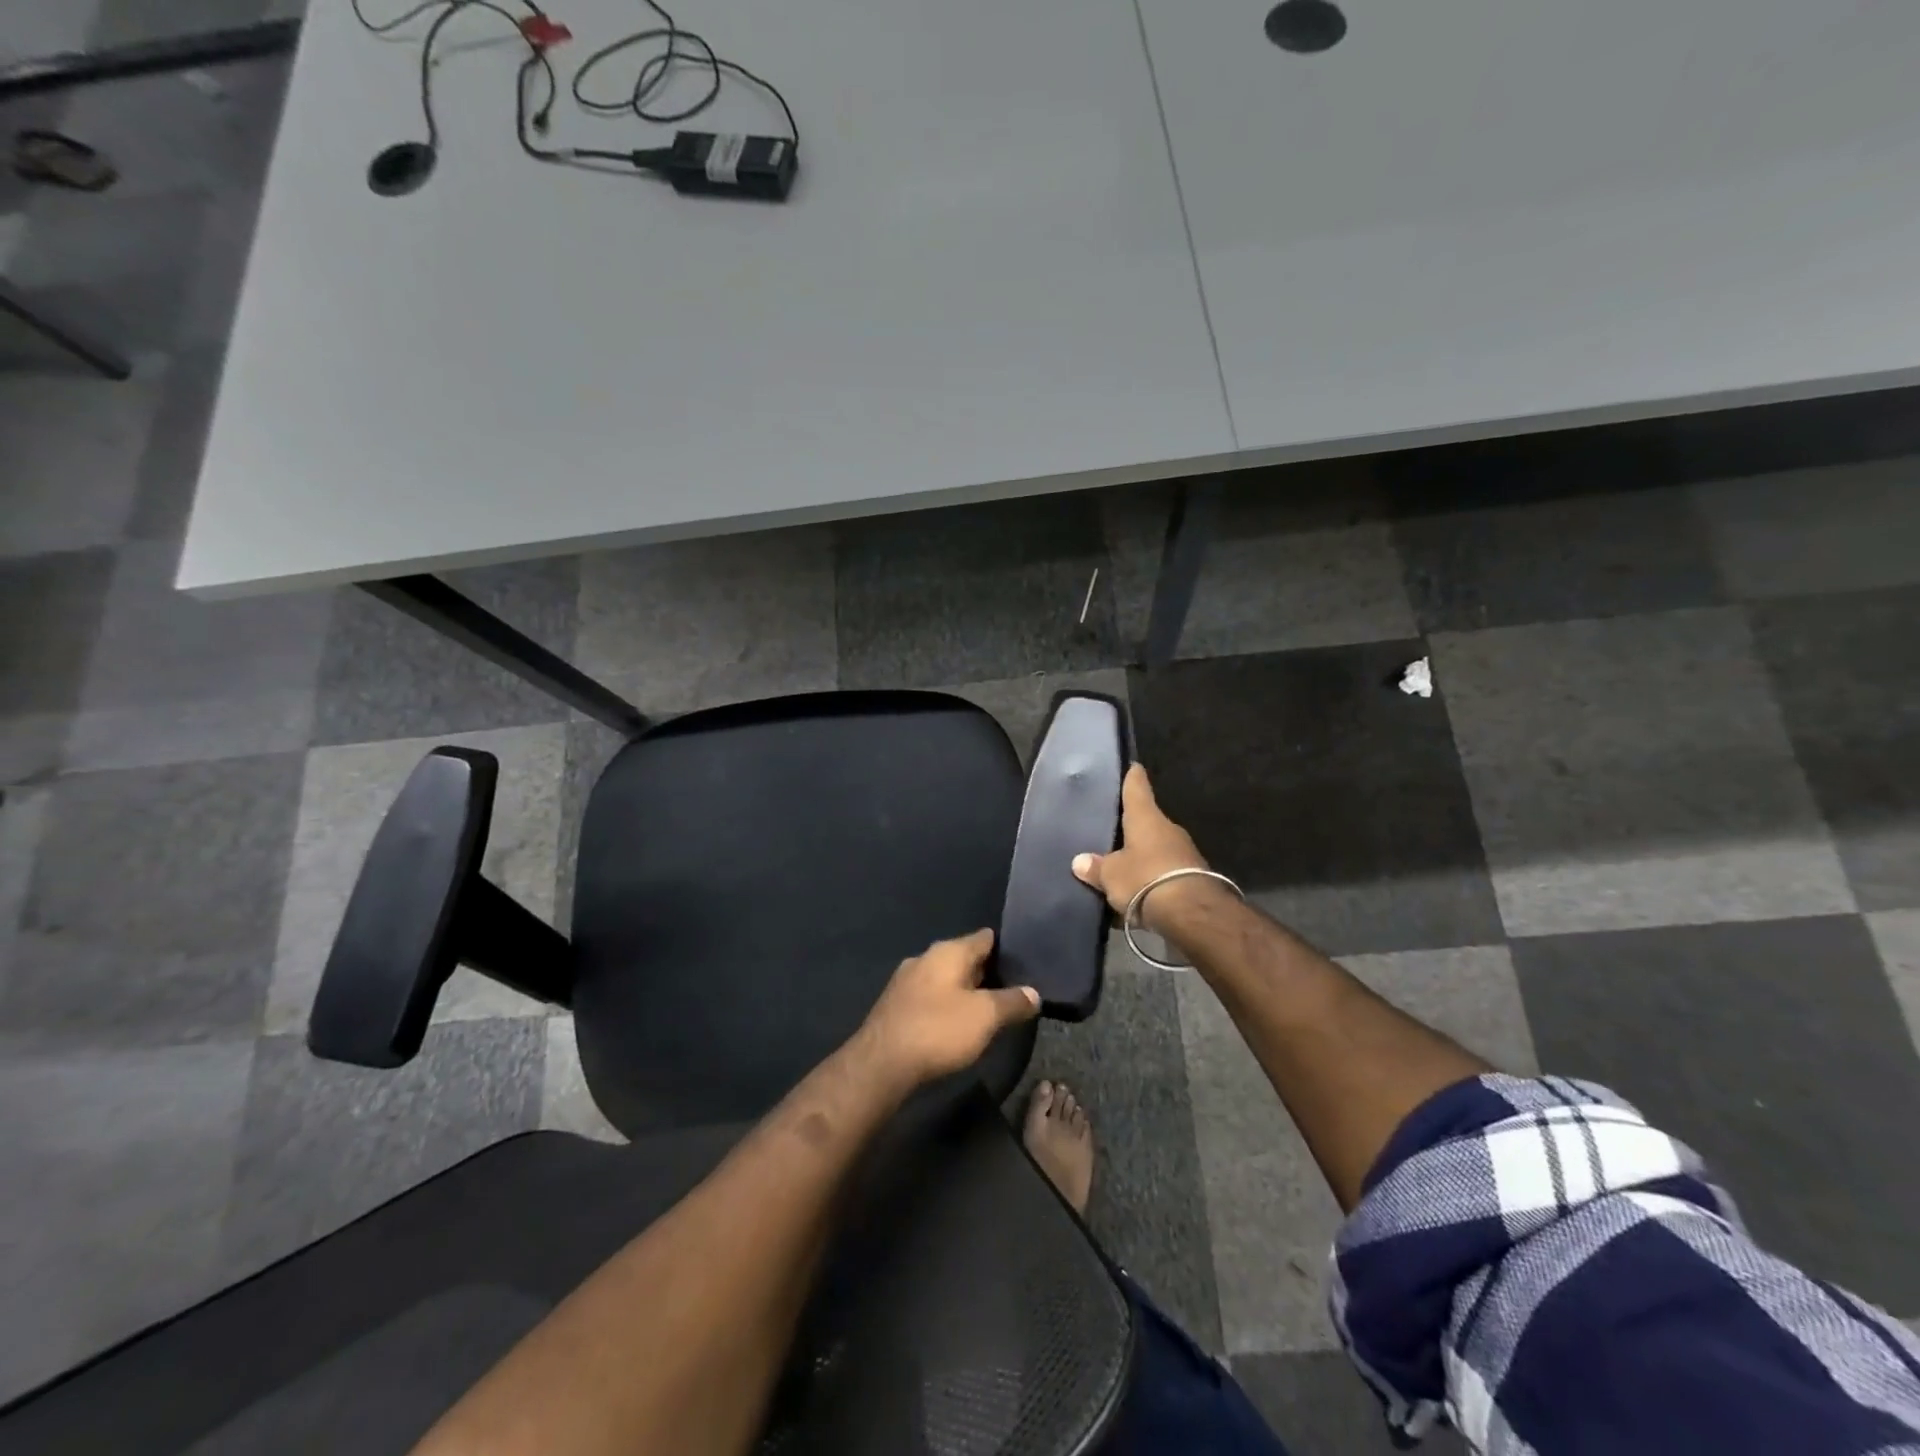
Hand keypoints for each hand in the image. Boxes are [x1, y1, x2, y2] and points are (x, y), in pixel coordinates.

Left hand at [852, 930, 1040, 1096]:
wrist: (881, 1063)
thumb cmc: (938, 1029)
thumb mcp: (985, 1017)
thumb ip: (1012, 1002)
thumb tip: (1034, 993)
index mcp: (948, 951)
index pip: (984, 938)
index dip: (1005, 948)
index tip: (1024, 960)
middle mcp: (925, 958)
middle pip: (964, 957)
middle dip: (986, 971)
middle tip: (1012, 987)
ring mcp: (906, 981)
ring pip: (945, 978)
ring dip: (964, 990)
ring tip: (988, 1007)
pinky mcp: (895, 1005)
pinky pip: (930, 996)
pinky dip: (946, 1004)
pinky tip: (955, 1023)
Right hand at [1071, 764, 1213, 931]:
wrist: (1192, 914)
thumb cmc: (1145, 879)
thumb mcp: (1111, 875)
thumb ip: (1096, 867)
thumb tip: (1079, 861)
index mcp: (1146, 818)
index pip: (1137, 788)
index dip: (1132, 777)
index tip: (1132, 766)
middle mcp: (1168, 829)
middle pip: (1147, 821)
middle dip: (1131, 827)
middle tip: (1111, 829)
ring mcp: (1184, 853)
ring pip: (1156, 848)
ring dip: (1142, 856)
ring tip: (1120, 866)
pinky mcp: (1193, 878)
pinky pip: (1165, 872)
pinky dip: (1152, 879)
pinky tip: (1137, 891)